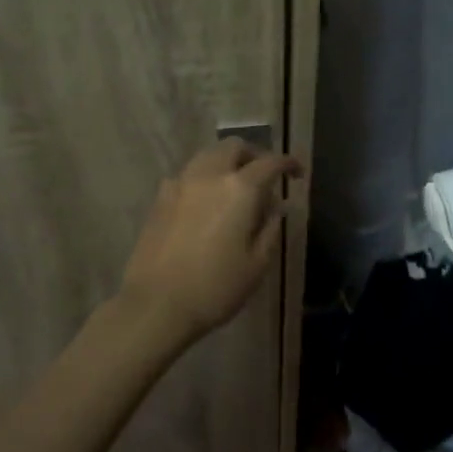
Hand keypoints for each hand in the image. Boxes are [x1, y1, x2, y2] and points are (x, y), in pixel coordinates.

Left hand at [118, 139, 302, 345]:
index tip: (297, 174)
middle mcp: (209, 175)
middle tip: (265, 177)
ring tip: (235, 188)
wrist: (156, 304)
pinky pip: (188, 174)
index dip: (288, 163)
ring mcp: (180, 183)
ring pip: (208, 155)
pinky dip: (204, 178)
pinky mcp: (160, 198)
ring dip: (227, 162)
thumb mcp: (257, 264)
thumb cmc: (215, 288)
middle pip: (234, 147)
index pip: (270, 162)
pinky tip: (206, 203)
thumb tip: (275, 206)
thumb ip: (270, 228)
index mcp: (239, 189)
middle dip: (254, 155)